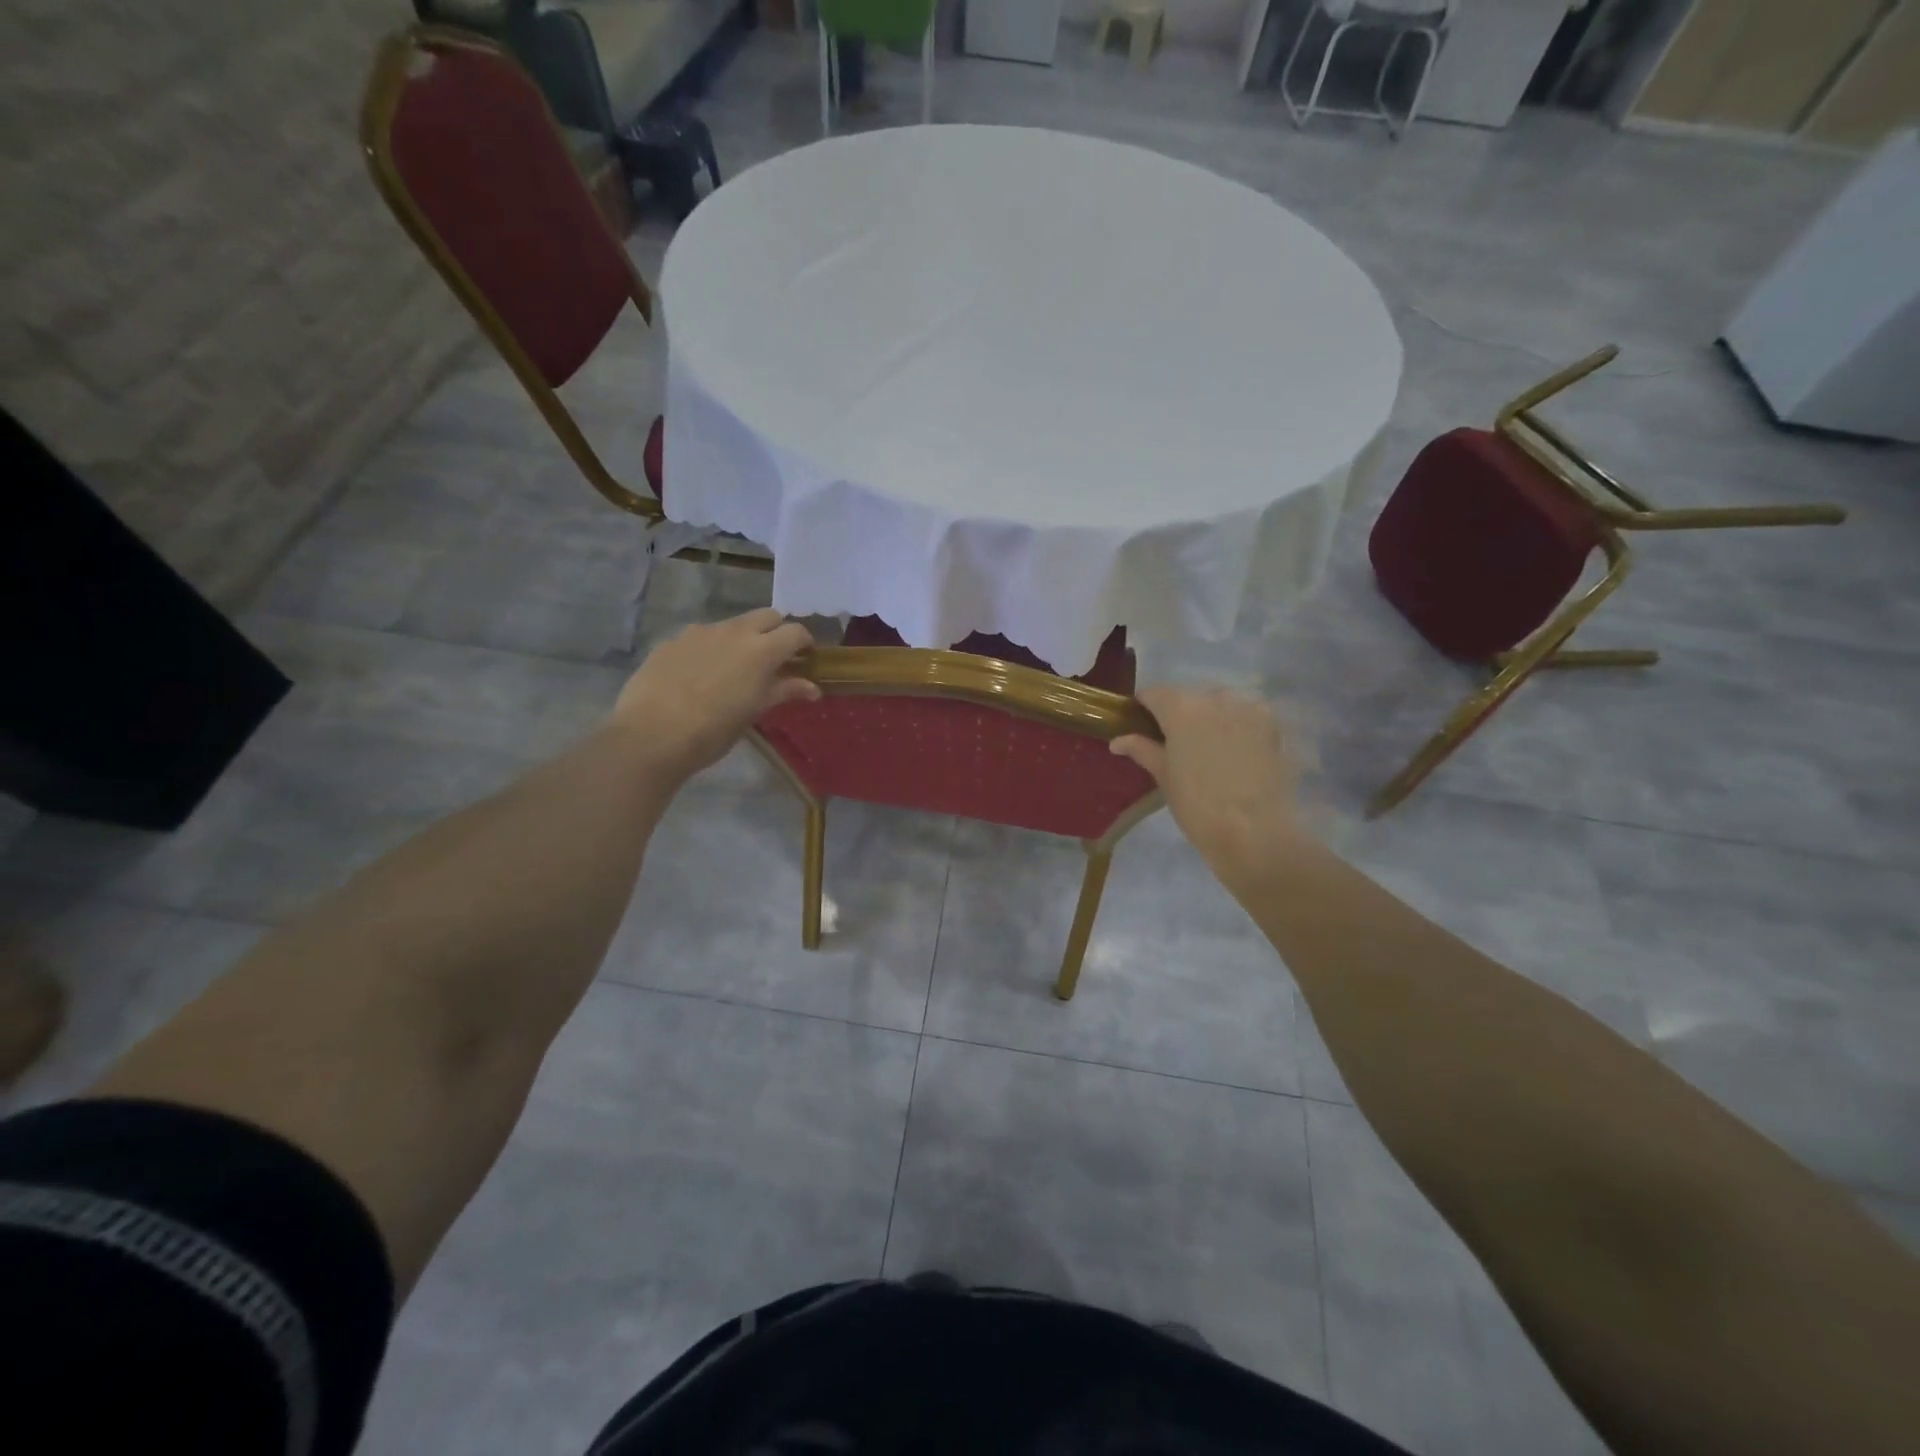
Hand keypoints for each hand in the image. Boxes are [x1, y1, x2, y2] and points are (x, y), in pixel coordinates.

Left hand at [611, 609, 819, 780]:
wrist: (652, 735)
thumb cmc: (714, 730)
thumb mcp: (755, 711)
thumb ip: (784, 691)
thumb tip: (812, 688)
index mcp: (762, 649)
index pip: (796, 631)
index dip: (805, 643)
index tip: (804, 659)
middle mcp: (734, 631)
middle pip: (767, 616)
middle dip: (776, 631)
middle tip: (773, 660)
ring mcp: (700, 632)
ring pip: (732, 624)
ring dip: (742, 639)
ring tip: (733, 670)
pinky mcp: (673, 641)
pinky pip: (701, 637)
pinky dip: (711, 649)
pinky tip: (699, 676)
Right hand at [1110, 687, 1307, 885]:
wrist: (1255, 832)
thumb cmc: (1197, 805)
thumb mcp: (1163, 776)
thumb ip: (1142, 749)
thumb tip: (1118, 740)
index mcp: (1181, 706)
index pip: (1153, 694)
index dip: (1143, 709)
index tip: (1140, 727)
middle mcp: (1216, 697)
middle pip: (1189, 697)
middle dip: (1179, 715)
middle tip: (1176, 746)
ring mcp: (1249, 708)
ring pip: (1220, 705)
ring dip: (1210, 719)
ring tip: (1209, 752)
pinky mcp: (1275, 725)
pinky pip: (1247, 717)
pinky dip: (1237, 728)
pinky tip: (1236, 755)